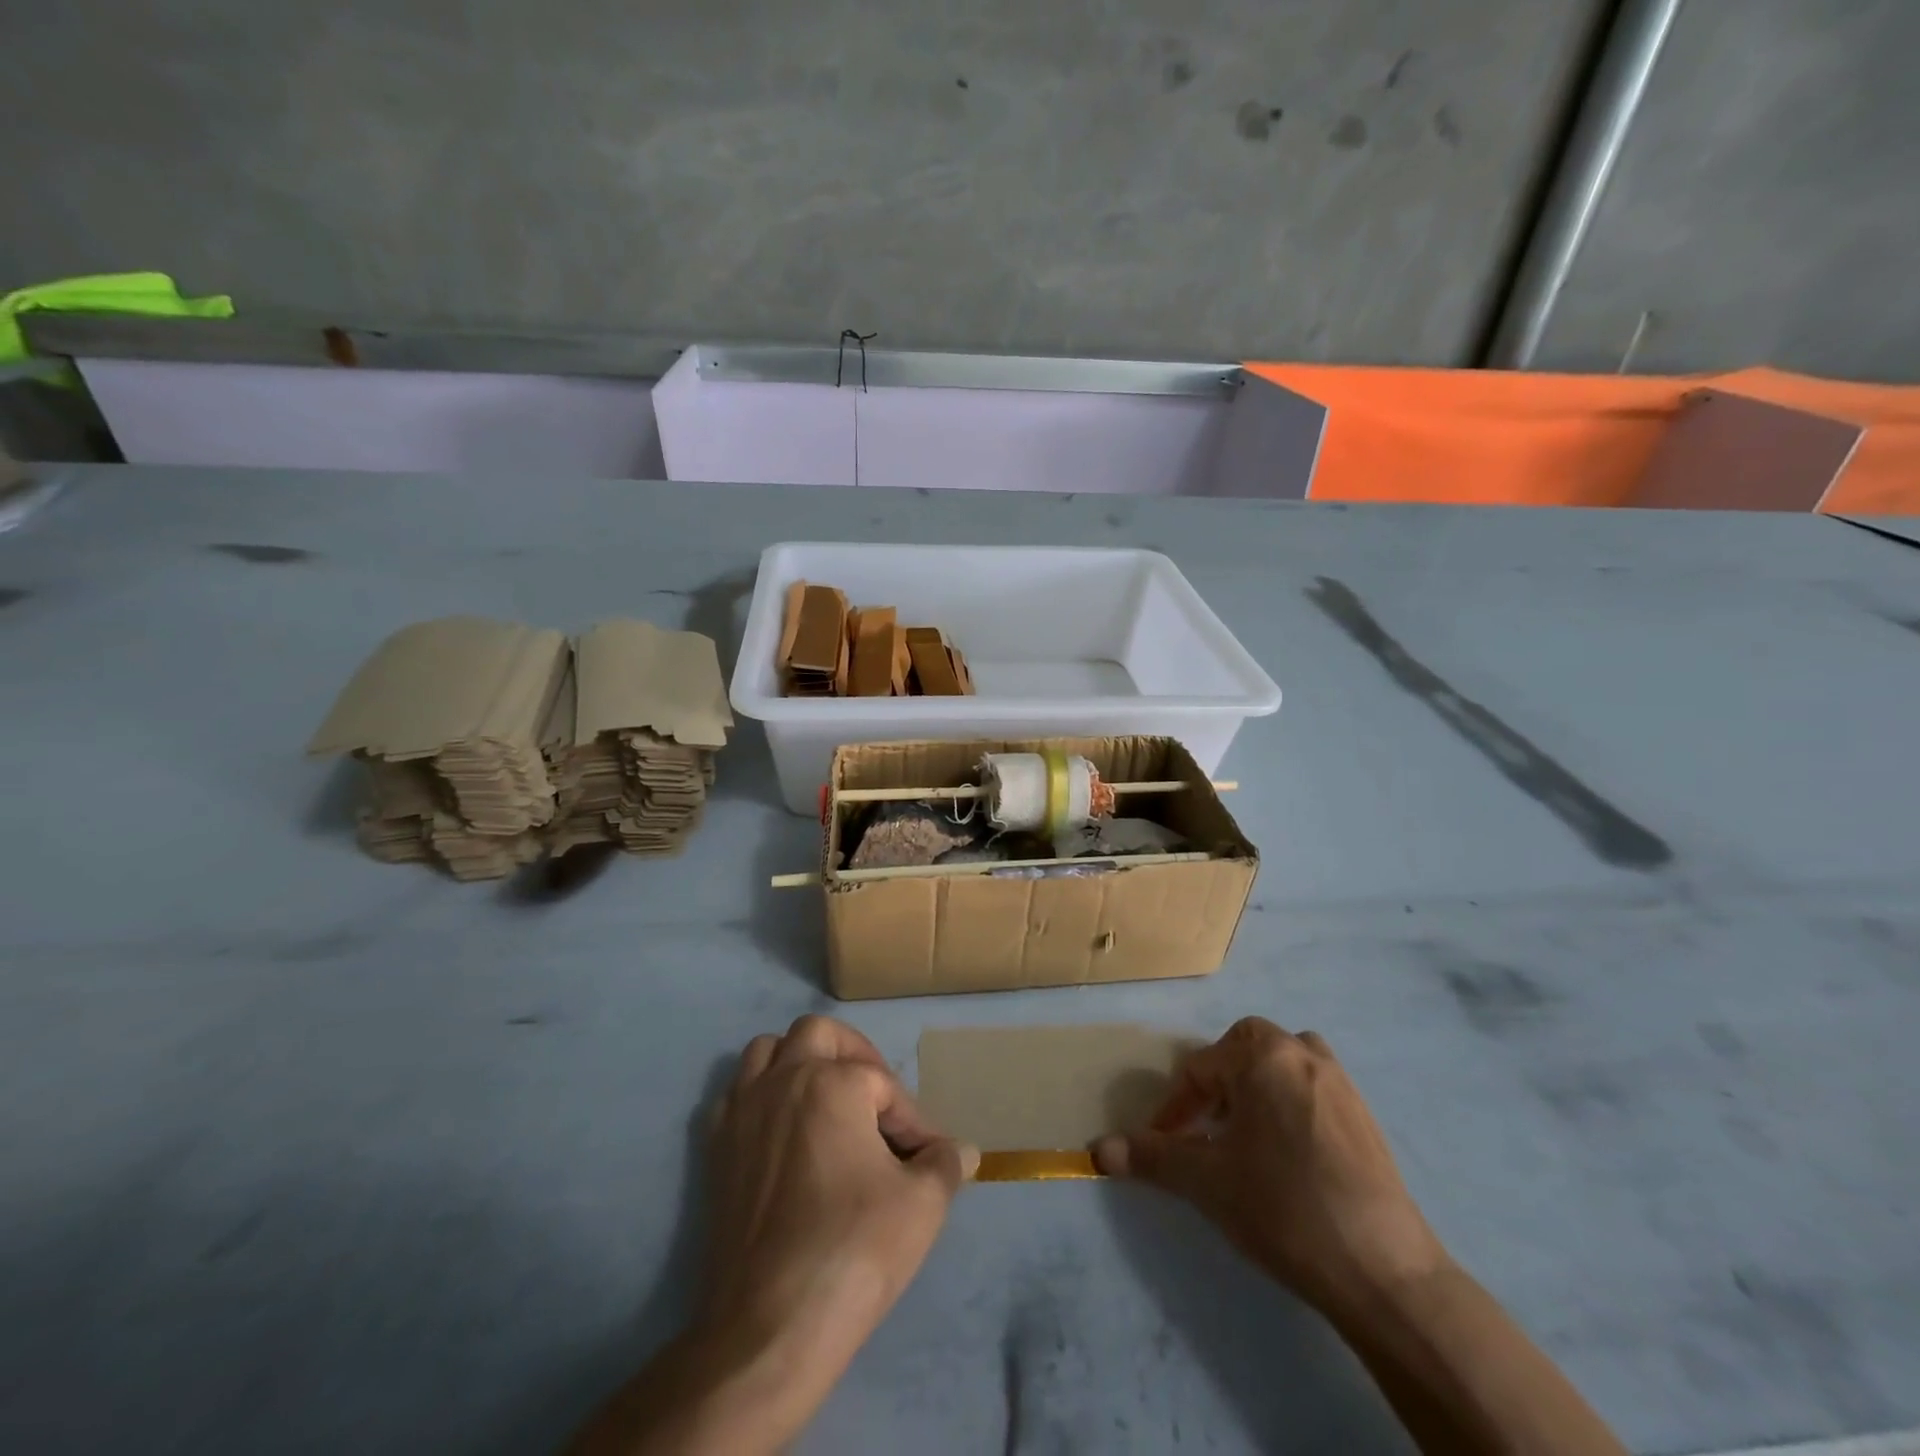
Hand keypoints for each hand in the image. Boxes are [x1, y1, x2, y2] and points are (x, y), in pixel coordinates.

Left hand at [696, 1015, 976, 1432]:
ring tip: (827, 1100)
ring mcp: (742, 1112)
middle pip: (818, 1033)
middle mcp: (782, 1080)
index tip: (929, 1157)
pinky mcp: (715, 1149)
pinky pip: (736, 1094)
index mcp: (832, 1083)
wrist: (768, 1329)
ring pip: (767, 1051)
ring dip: (799, 1062)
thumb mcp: (922, 1205)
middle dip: (852, 1055)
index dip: (913, 1119)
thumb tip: (964, 1151)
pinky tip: (782, 1133)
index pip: (884, 1083)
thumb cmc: (853, 1250)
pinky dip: (760, 1096)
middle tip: (875, 1095)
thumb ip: (945, 1165)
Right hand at [1095, 1017, 1446, 1316]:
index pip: (1200, 1068)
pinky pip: (1312, 1089)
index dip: (1174, 1108)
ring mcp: (1341, 1082)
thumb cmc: (1283, 1207)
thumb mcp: (1207, 1181)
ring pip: (1281, 1065)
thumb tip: (1097, 1150)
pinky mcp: (1366, 1116)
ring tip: (1245, 1136)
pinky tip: (1288, 1155)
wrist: (1384, 1272)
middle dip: (1217, 1087)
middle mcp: (1302, 1052)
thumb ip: (1151, 1157)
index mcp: (1262, 1054)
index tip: (1165, 1144)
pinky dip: (1289, 1105)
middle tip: (1206, 1131)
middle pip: (1243, 1052)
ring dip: (1255, 1089)